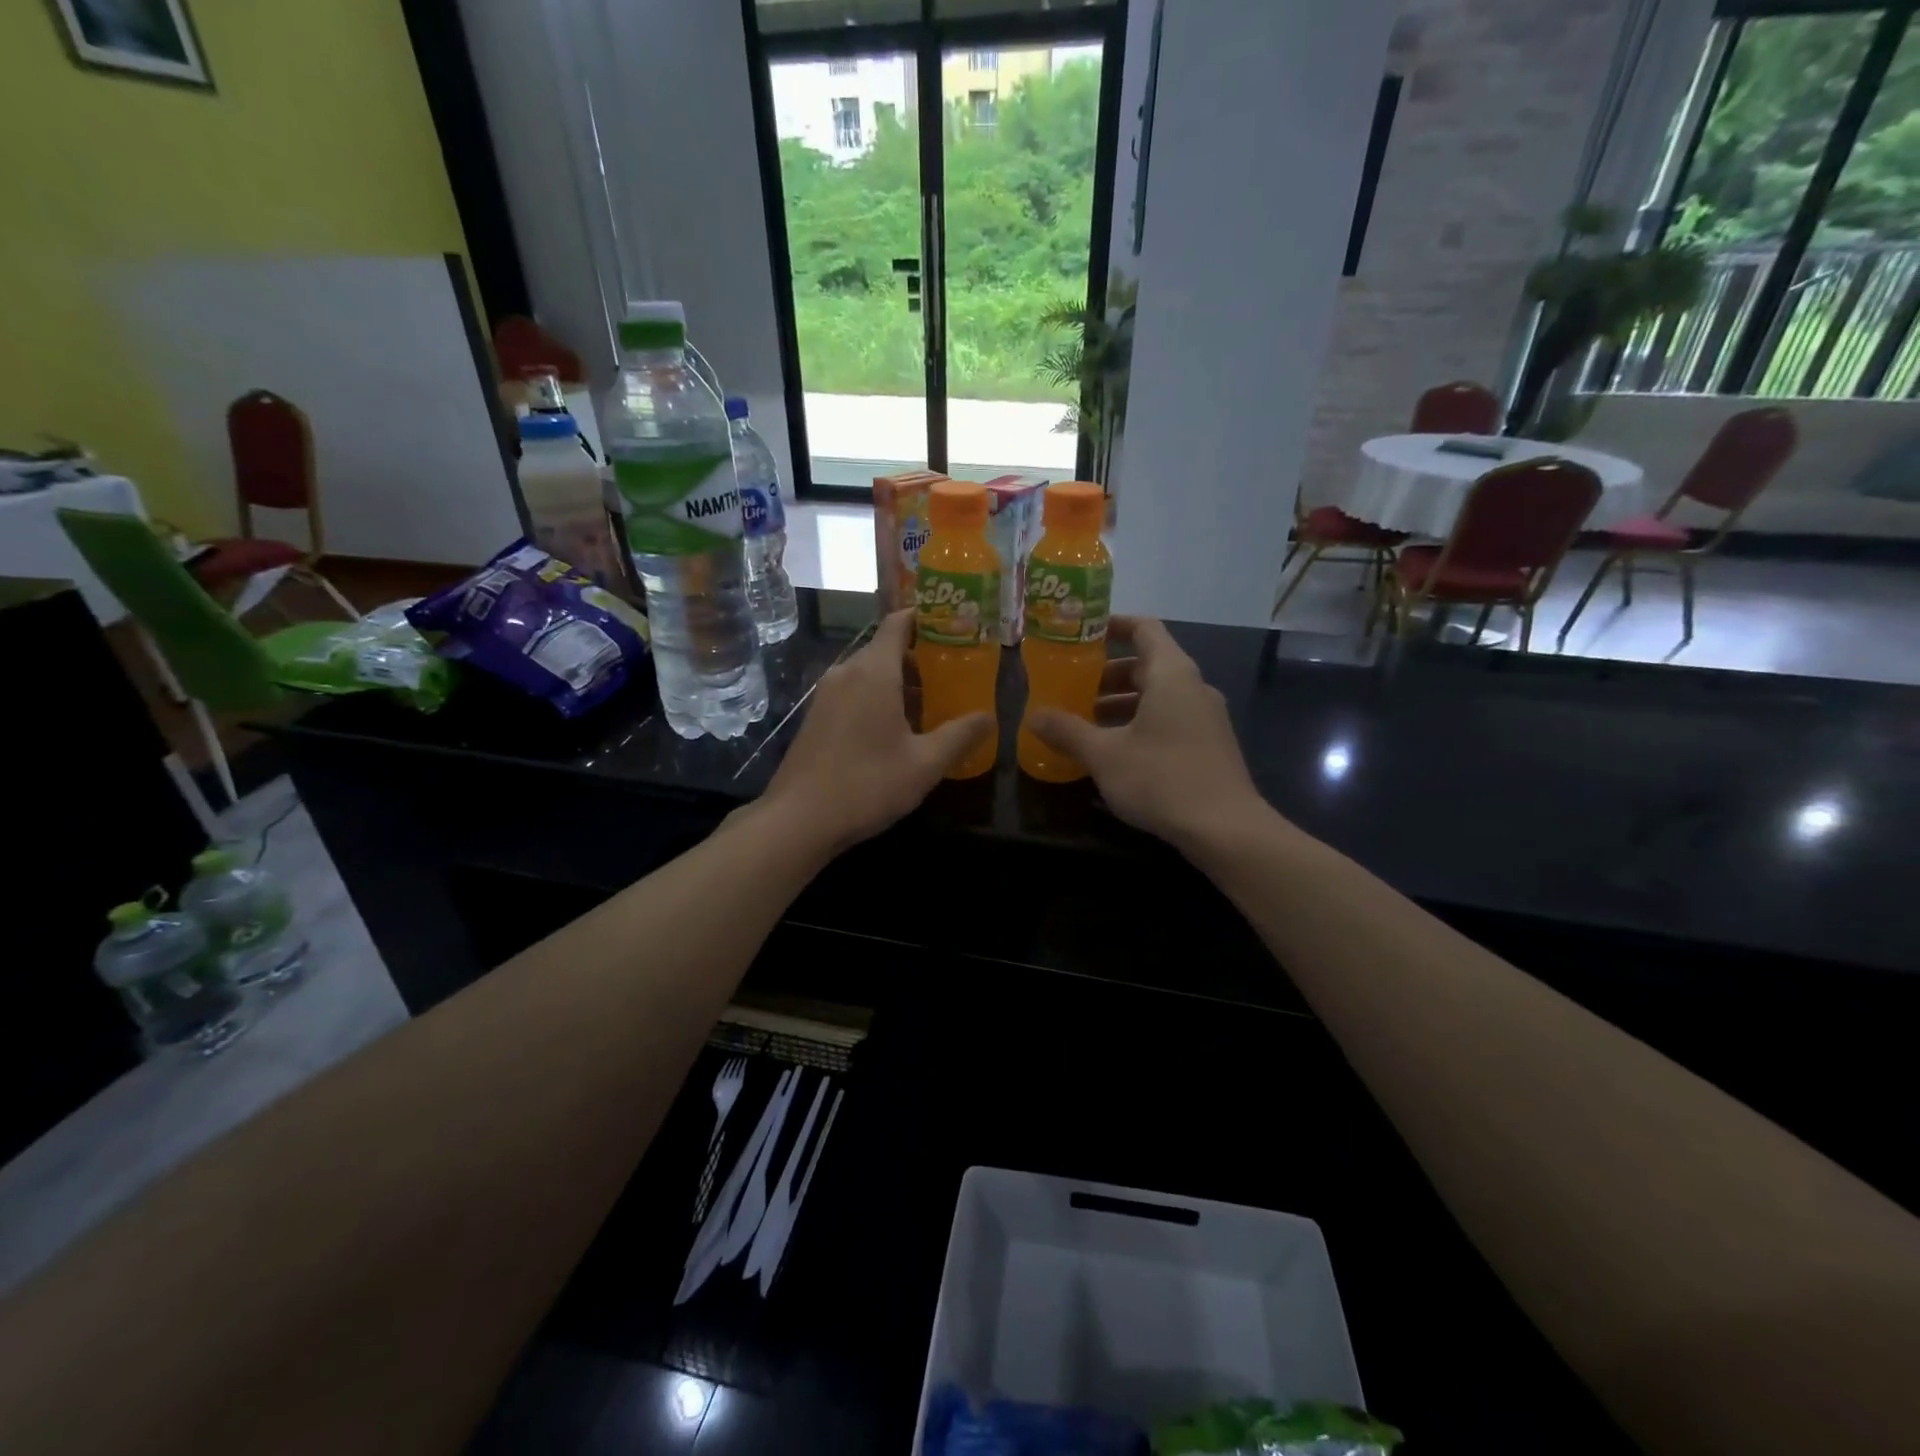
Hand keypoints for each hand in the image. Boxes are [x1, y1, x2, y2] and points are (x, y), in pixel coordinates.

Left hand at [761, 609, 992, 853]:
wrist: (798, 819)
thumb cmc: (868, 784)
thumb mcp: (925, 764)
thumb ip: (960, 735)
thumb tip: (989, 717)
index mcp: (874, 671)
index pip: (899, 623)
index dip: (926, 619)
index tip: (954, 626)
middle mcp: (846, 672)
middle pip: (886, 649)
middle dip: (921, 658)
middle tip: (955, 675)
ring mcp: (826, 694)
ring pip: (869, 673)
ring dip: (900, 683)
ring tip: (933, 705)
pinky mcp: (816, 717)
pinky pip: (854, 692)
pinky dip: (878, 698)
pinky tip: (897, 730)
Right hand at [1026, 616, 1264, 850]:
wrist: (1226, 829)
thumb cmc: (1161, 778)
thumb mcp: (1104, 755)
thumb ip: (1067, 731)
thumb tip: (1033, 716)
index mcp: (1171, 674)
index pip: (1144, 628)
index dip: (1113, 625)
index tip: (1081, 635)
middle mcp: (1193, 687)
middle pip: (1147, 664)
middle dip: (1107, 674)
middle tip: (1072, 688)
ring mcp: (1206, 717)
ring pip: (1158, 696)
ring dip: (1121, 703)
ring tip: (1086, 723)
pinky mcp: (1209, 745)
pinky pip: (1169, 719)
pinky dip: (1140, 723)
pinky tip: (1116, 752)